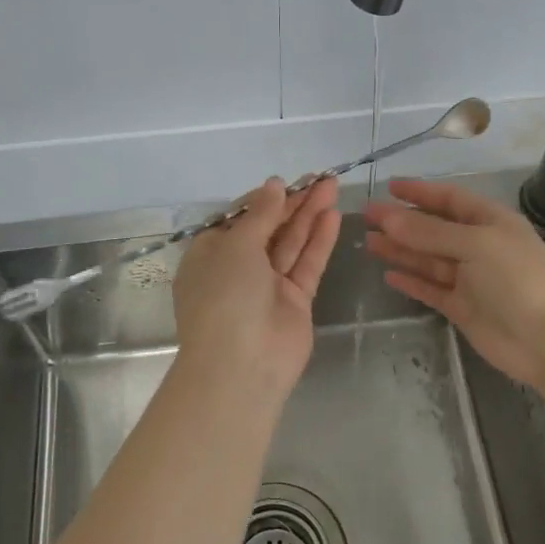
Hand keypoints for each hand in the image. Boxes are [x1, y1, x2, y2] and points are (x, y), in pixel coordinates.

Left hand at [174, 176, 341, 395]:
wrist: (242, 366)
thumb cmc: (225, 297)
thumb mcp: (235, 246)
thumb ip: (260, 214)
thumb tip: (273, 185)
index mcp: (210, 254)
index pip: (238, 218)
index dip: (262, 199)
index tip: (286, 182)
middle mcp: (237, 268)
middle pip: (269, 228)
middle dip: (293, 203)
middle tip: (322, 177)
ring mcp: (268, 286)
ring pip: (291, 243)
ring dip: (310, 215)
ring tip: (333, 186)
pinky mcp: (294, 301)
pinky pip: (307, 264)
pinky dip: (319, 240)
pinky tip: (333, 216)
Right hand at [365, 178, 544, 389]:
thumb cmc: (516, 279)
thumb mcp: (474, 245)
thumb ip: (430, 232)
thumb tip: (388, 218)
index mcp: (490, 221)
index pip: (450, 199)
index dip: (420, 193)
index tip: (389, 187)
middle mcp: (479, 246)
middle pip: (434, 229)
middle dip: (402, 222)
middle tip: (367, 217)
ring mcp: (470, 278)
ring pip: (428, 259)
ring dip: (401, 250)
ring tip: (368, 243)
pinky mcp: (462, 307)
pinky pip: (431, 289)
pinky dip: (412, 281)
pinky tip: (389, 275)